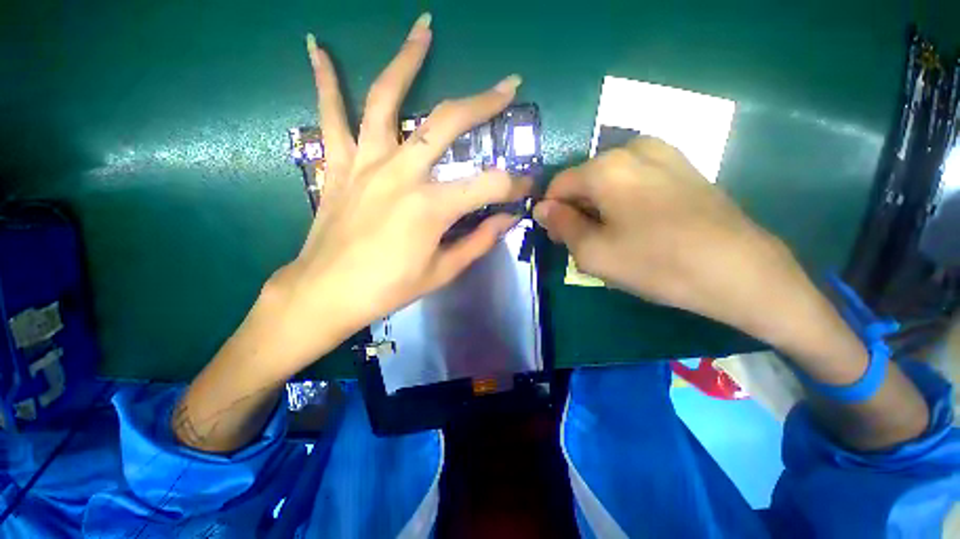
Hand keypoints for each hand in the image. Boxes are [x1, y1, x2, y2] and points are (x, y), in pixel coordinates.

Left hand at [263, 14, 529, 366]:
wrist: (328, 292)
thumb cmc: (388, 288)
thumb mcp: (443, 271)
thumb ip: (479, 241)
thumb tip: (507, 220)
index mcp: (431, 207)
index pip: (489, 185)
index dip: (515, 185)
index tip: (528, 187)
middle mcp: (401, 174)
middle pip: (447, 123)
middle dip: (484, 103)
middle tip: (508, 84)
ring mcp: (365, 163)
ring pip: (387, 99)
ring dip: (407, 60)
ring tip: (423, 30)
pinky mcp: (338, 165)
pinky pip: (330, 115)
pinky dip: (325, 80)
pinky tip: (316, 48)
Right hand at [533, 136, 803, 338]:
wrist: (740, 271)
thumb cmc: (657, 263)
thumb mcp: (593, 252)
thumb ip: (561, 225)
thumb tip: (542, 208)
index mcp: (606, 167)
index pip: (558, 185)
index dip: (552, 212)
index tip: (560, 238)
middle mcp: (632, 148)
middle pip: (584, 180)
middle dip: (578, 209)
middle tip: (590, 243)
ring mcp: (664, 153)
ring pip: (610, 180)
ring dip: (601, 206)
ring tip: (617, 236)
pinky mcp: (684, 166)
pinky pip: (636, 180)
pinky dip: (626, 201)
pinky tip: (642, 226)